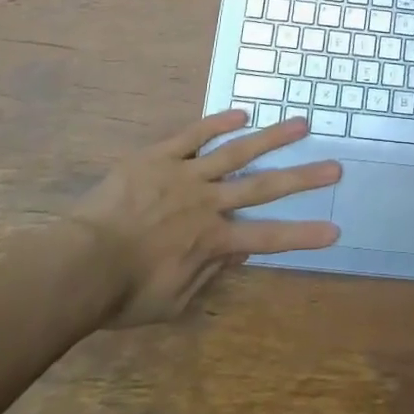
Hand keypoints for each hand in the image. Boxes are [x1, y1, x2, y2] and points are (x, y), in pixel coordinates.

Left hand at [61, 111, 340, 329]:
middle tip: (334, 166)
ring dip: (272, 138)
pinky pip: (193, 135)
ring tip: (301, 123)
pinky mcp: (160, 157)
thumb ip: (210, 274)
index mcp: (213, 240)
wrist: (79, 266)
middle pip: (263, 187)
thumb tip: (242, 251)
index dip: (303, 235)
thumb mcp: (174, 300)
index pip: (268, 238)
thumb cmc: (124, 294)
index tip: (334, 230)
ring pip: (236, 151)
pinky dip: (218, 122)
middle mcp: (208, 202)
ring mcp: (185, 175)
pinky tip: (242, 112)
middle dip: (302, 178)